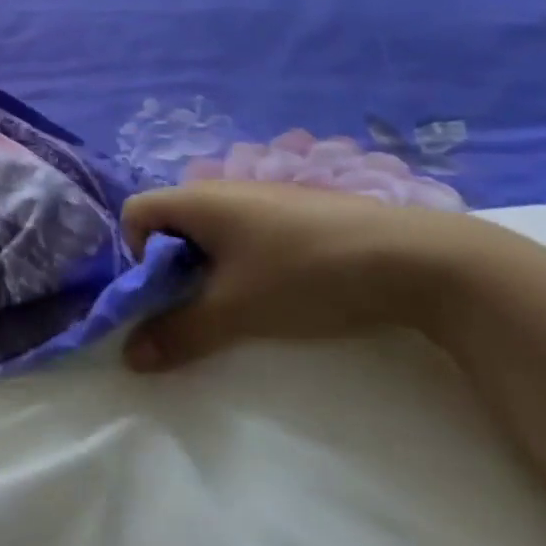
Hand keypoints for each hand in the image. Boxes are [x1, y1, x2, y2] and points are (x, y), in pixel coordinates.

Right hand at [119, 181, 497, 371]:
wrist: (416, 258)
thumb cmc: (305, 274)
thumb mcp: (236, 311)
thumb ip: (179, 333)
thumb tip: (129, 358)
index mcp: (197, 198)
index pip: (135, 212)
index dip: (135, 252)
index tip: (166, 291)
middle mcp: (223, 188)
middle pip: (171, 222)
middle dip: (175, 266)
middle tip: (203, 305)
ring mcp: (264, 196)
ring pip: (212, 230)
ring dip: (212, 267)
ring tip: (245, 302)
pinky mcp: (298, 210)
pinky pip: (248, 231)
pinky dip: (246, 260)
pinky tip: (285, 288)